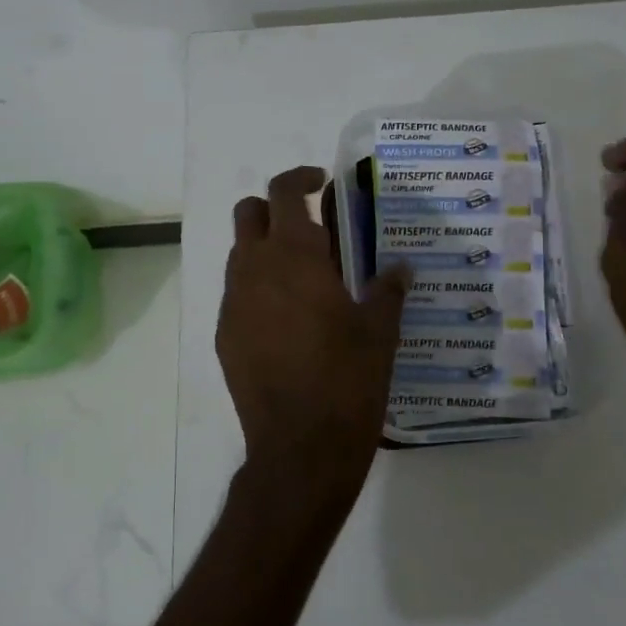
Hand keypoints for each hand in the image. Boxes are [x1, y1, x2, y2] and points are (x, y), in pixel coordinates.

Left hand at [216, 167, 410, 512]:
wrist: (300, 449)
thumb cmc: (347, 381)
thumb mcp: (380, 332)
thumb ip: (388, 290)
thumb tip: (401, 267)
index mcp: (295, 256)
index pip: (284, 191)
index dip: (301, 177)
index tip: (322, 181)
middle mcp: (255, 269)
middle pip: (248, 212)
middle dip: (274, 208)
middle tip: (309, 227)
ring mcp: (234, 303)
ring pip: (239, 253)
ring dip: (265, 249)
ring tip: (303, 277)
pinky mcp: (225, 335)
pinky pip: (237, 294)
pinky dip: (257, 289)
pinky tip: (287, 320)